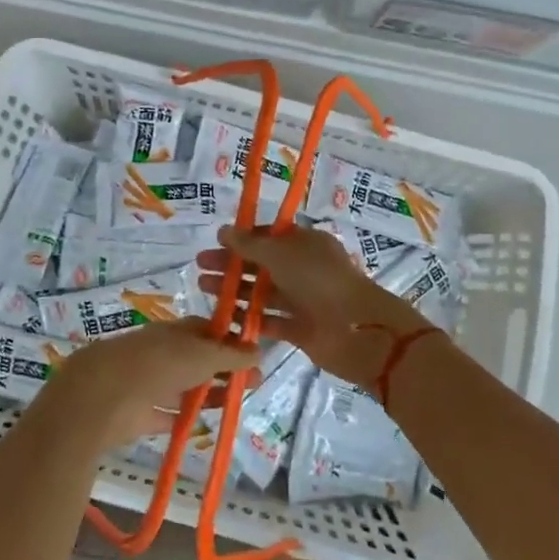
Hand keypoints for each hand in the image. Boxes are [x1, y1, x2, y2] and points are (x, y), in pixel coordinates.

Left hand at [44, 319, 247, 449]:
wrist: (105, 395)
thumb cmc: (159, 364)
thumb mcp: (203, 355)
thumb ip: (231, 355)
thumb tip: (259, 350)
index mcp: (174, 331)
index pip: (206, 329)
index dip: (230, 339)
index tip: (254, 353)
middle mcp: (161, 354)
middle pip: (198, 359)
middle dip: (224, 369)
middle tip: (254, 383)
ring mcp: (149, 384)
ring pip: (185, 387)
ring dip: (208, 394)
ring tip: (235, 405)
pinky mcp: (139, 415)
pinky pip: (168, 416)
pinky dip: (184, 419)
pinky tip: (204, 426)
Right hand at [196, 226, 433, 390]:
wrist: (357, 329)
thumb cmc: (319, 281)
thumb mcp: (281, 254)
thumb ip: (251, 245)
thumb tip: (225, 230)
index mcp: (306, 244)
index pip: (270, 236)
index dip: (244, 238)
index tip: (217, 242)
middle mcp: (305, 269)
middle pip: (263, 264)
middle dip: (232, 264)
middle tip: (201, 266)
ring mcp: (303, 300)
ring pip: (264, 292)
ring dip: (236, 290)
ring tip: (204, 289)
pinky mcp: (301, 329)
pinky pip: (271, 321)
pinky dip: (250, 318)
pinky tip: (225, 317)